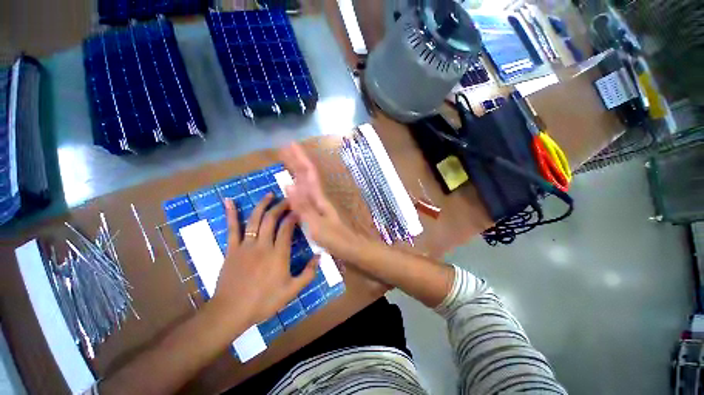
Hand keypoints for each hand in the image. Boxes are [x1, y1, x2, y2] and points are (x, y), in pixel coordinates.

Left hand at [211, 194, 317, 327]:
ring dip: (263, 205)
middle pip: (272, 220)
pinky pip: (232, 229)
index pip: (287, 229)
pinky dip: (231, 214)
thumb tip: (320, 257)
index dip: (293, 217)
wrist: (231, 312)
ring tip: (269, 194)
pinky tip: (229, 201)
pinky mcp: (232, 249)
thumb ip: (308, 274)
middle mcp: (263, 245)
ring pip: (255, 220)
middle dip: (281, 206)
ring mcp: (246, 245)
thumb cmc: (263, 302)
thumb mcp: (291, 291)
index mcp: (278, 254)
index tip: (298, 209)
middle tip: (288, 199)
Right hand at [280, 143, 364, 260]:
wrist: (351, 248)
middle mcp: (319, 196)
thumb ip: (303, 206)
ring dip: (297, 170)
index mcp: (319, 197)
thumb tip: (289, 185)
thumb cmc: (335, 239)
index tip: (290, 144)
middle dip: (297, 160)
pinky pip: (306, 193)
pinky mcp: (318, 210)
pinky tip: (295, 184)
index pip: (308, 173)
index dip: (299, 158)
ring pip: (307, 182)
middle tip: (285, 148)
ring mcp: (319, 203)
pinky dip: (299, 185)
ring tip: (288, 160)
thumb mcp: (317, 224)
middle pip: (307, 174)